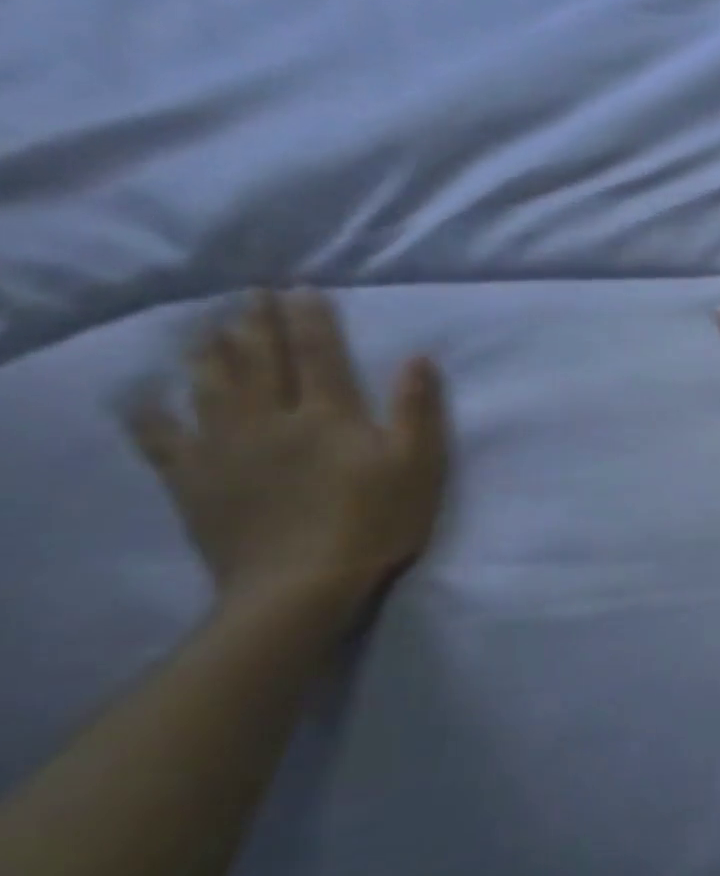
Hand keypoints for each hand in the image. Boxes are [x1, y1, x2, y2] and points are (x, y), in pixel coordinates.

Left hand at [127, 291, 448, 617]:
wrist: (301, 584)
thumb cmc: (376, 522)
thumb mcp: (418, 466)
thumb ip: (418, 410)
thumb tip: (418, 358)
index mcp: (329, 414)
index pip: (318, 353)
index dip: (310, 319)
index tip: (301, 291)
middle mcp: (270, 418)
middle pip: (259, 359)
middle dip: (256, 323)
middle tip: (251, 294)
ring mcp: (224, 447)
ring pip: (209, 384)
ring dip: (209, 350)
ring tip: (208, 327)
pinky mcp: (193, 478)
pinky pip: (161, 437)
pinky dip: (149, 413)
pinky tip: (143, 397)